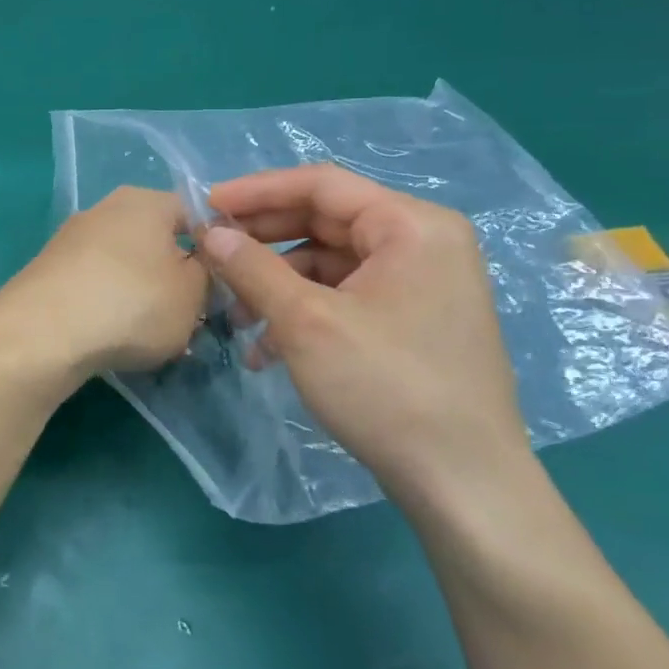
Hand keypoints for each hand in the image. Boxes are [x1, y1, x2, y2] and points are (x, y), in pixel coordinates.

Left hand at [0, 186, 208, 380]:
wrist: (42, 332)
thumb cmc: (132, 304)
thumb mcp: (194, 294)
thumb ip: (209, 275)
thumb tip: (200, 267)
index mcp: (146, 201)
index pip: (196, 213)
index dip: (216, 249)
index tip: (224, 287)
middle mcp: (106, 208)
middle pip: (157, 239)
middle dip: (175, 275)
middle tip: (191, 315)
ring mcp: (72, 237)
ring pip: (125, 263)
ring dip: (142, 293)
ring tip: (151, 334)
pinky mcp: (48, 268)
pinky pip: (94, 282)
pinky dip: (108, 304)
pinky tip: (112, 335)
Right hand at [201, 164, 529, 501]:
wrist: (462, 484)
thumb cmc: (387, 387)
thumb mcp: (306, 322)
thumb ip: (252, 268)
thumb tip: (210, 234)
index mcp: (412, 226)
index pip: (321, 184)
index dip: (257, 191)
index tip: (206, 205)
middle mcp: (422, 243)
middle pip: (324, 222)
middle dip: (262, 243)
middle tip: (211, 255)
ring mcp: (419, 284)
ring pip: (328, 263)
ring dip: (275, 284)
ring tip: (235, 317)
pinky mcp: (410, 321)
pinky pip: (344, 296)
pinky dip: (301, 311)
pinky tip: (265, 349)